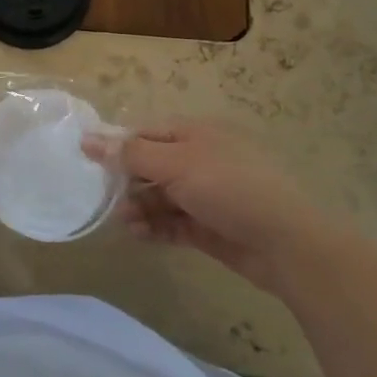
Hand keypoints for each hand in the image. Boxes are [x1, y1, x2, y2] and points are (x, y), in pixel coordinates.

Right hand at [83, 120, 317, 288]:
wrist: (287, 243)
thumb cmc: (229, 188)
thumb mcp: (176, 164)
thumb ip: (131, 153)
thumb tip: (89, 138)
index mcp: (197, 134)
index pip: (148, 133)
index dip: (118, 144)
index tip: (89, 160)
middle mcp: (201, 159)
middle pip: (152, 165)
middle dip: (127, 180)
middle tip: (103, 196)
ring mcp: (208, 195)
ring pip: (161, 196)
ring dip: (139, 206)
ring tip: (123, 221)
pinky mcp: (211, 227)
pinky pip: (174, 222)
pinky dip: (155, 227)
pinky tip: (138, 235)